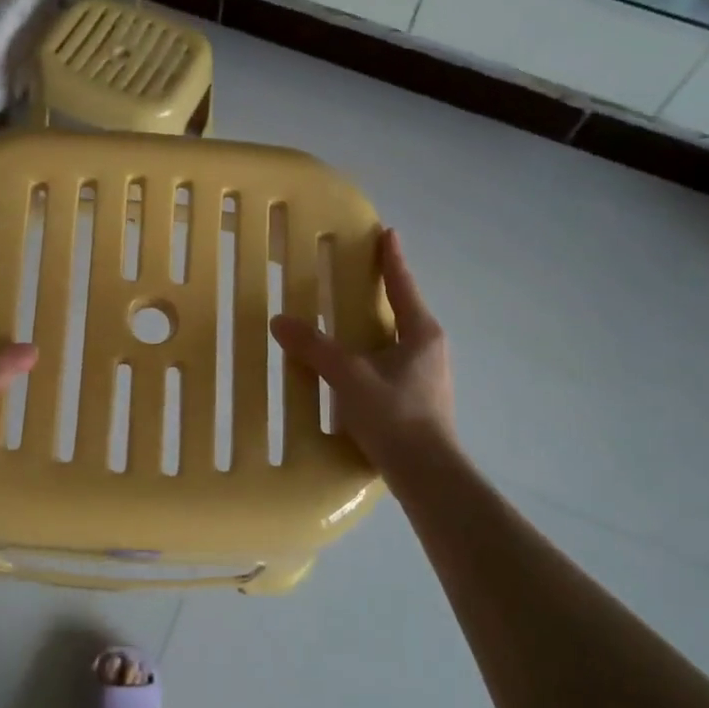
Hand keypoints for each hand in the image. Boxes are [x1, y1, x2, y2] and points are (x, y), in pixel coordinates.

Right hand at [269, 228, 455, 471]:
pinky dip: (370, 352)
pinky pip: (390, 362)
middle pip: (402, 308)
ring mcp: (426, 375)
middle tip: (355, 272)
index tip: (386, 232)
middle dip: (380, 290)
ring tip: (345, 317)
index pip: (402, 284)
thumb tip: (280, 321)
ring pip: (395, 338)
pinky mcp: (417, 398)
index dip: (391, 258)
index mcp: (421, 332)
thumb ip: (315, 348)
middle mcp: (429, 348)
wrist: (428, 475)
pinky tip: (350, 364)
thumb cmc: (395, 416)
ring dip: (373, 324)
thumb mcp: (349, 378)